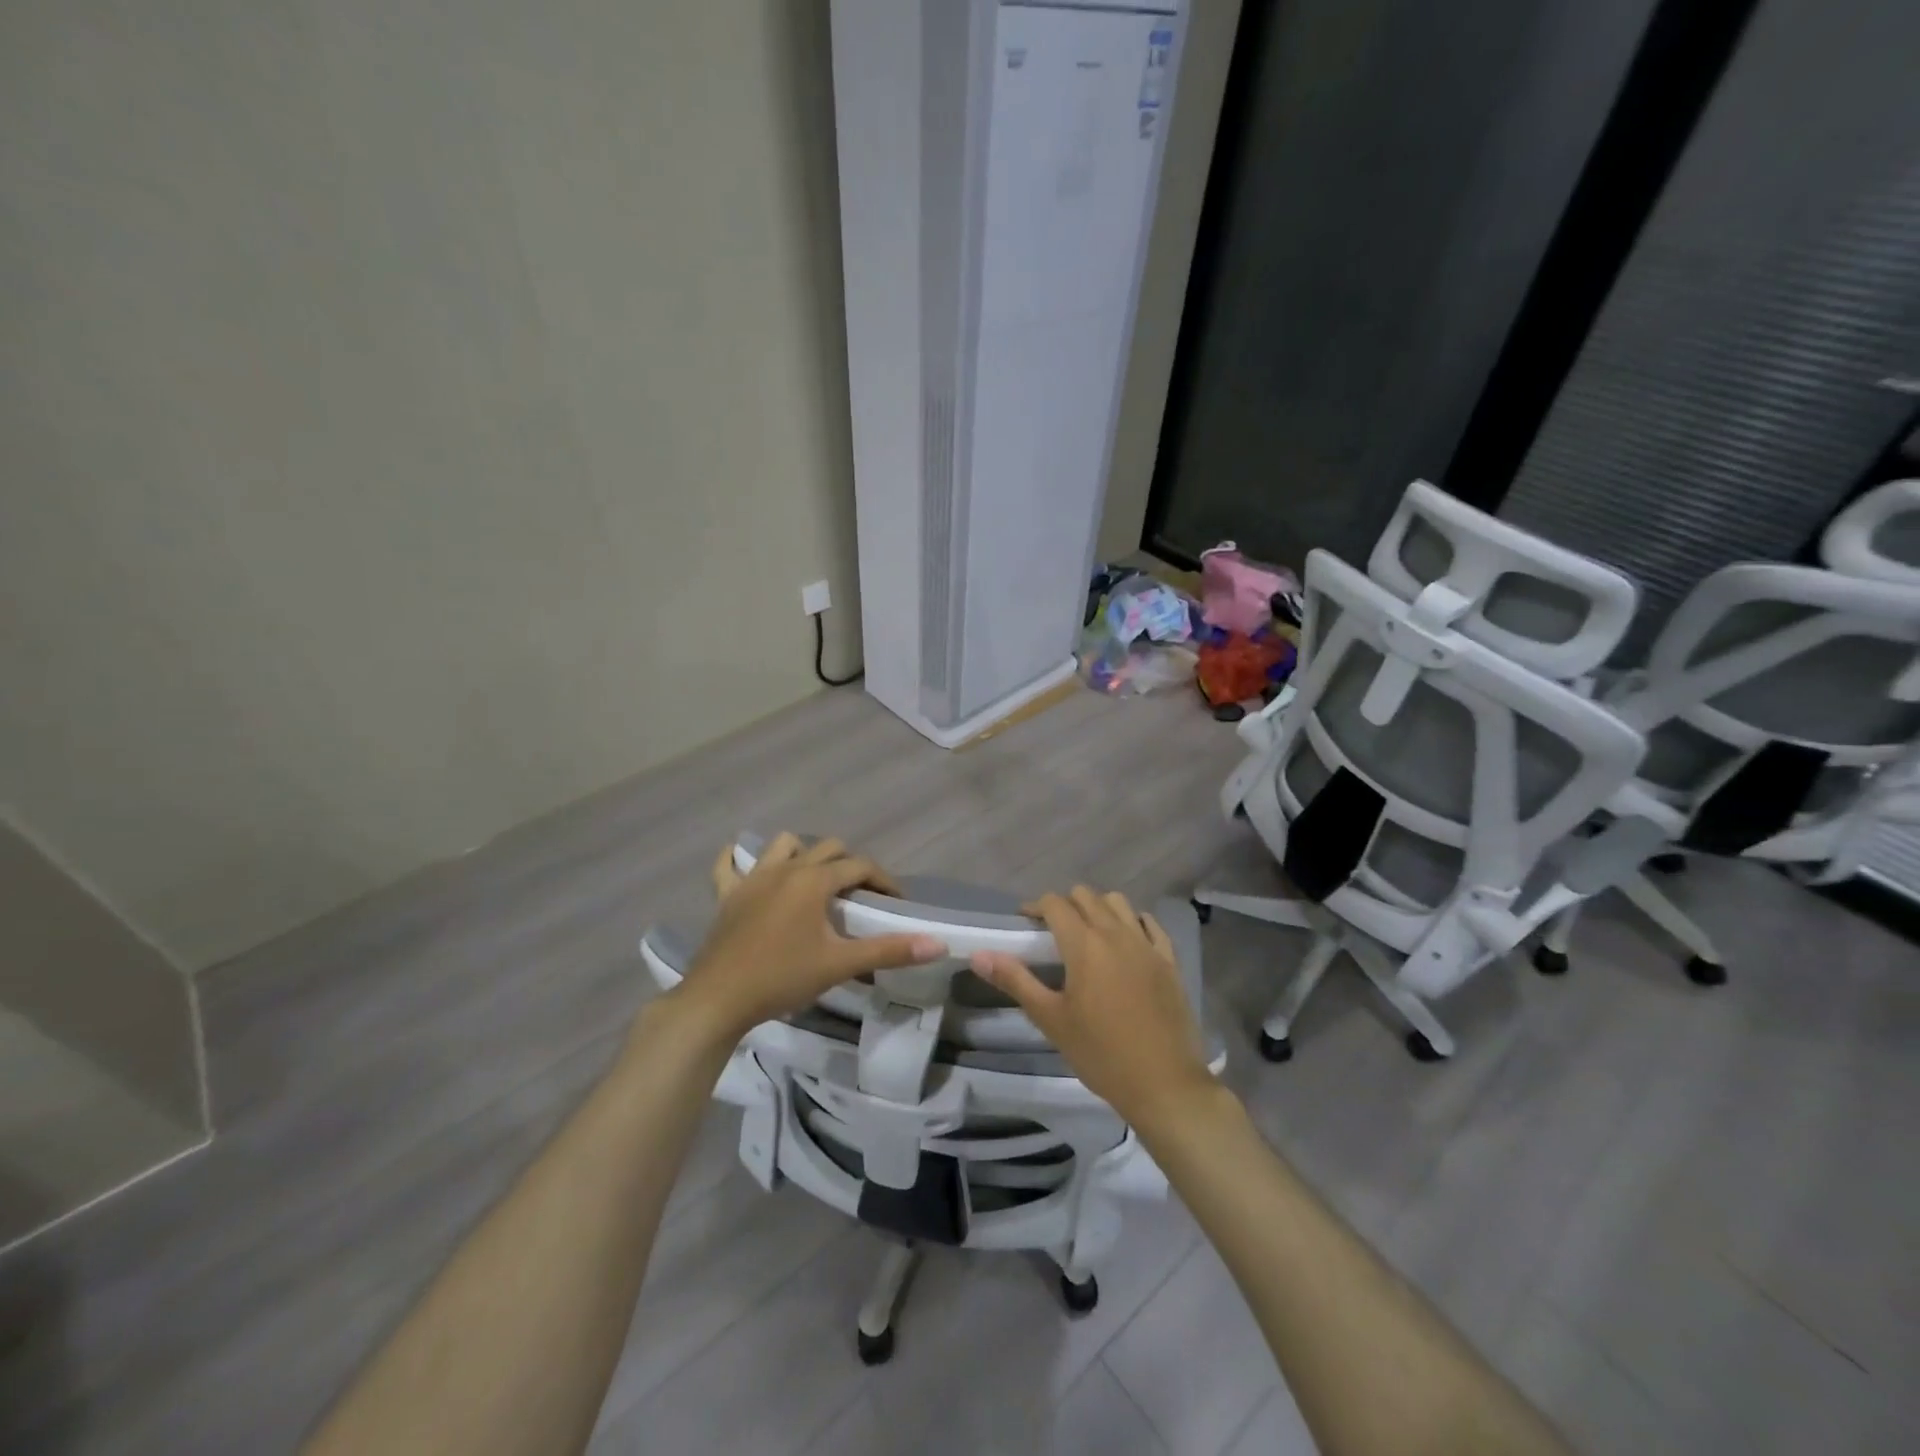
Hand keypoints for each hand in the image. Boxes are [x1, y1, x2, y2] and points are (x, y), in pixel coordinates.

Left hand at [671, 833, 945, 1041]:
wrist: (718, 1000)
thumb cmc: (782, 978)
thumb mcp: (840, 964)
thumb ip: (889, 951)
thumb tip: (937, 944)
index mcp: (813, 880)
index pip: (859, 867)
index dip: (883, 880)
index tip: (896, 902)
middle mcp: (785, 868)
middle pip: (827, 848)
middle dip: (849, 864)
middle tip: (860, 895)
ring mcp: (752, 878)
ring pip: (783, 845)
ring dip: (803, 853)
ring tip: (814, 880)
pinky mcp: (727, 895)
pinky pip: (728, 866)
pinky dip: (737, 860)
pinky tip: (744, 864)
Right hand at [970, 888, 1215, 1130]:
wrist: (1164, 1084)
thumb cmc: (1100, 1053)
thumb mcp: (1051, 1019)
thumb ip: (1015, 980)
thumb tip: (979, 955)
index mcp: (1084, 944)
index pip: (1055, 904)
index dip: (1036, 906)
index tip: (1025, 922)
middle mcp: (1116, 933)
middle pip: (1086, 896)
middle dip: (1065, 904)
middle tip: (1052, 931)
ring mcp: (1147, 944)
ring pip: (1119, 903)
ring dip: (1099, 908)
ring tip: (1088, 933)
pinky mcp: (1169, 960)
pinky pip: (1150, 924)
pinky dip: (1133, 921)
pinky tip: (1126, 940)